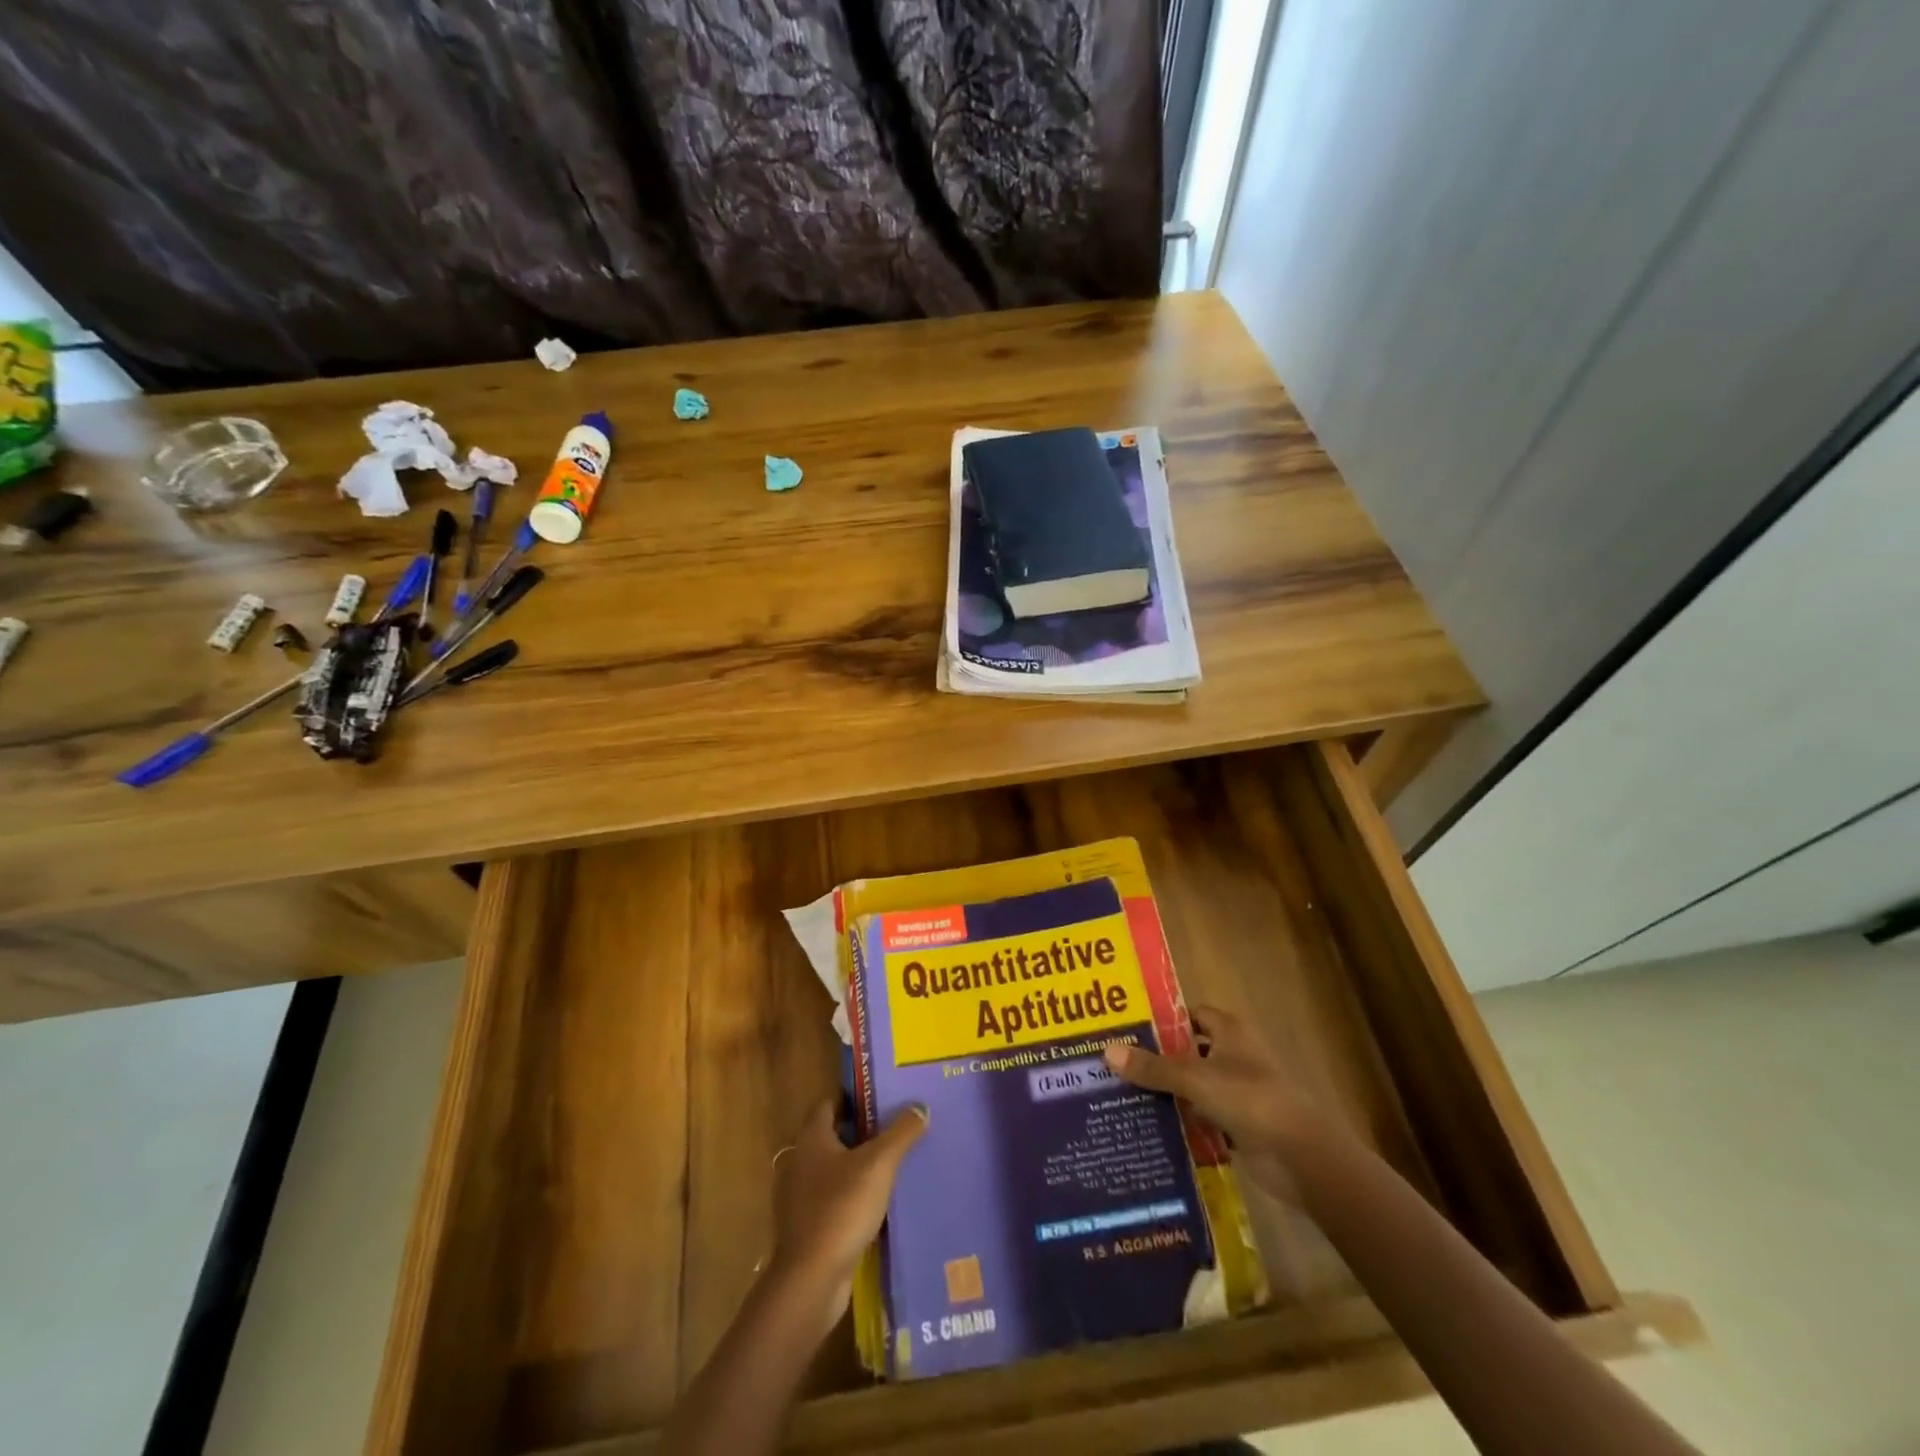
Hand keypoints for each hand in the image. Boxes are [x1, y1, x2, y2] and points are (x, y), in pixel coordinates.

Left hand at [767, 1098, 927, 1332]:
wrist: (811, 1280)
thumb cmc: (841, 1208)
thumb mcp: (879, 1164)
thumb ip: (901, 1133)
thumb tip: (920, 1106)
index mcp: (812, 1138)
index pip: (829, 1103)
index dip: (853, 1096)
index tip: (881, 1094)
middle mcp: (801, 1162)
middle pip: (834, 1135)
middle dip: (862, 1130)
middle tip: (896, 1125)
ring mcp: (802, 1197)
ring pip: (835, 1169)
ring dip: (860, 1165)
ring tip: (895, 1162)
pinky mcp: (810, 1227)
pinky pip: (836, 1199)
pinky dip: (855, 1195)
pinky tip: (881, 1202)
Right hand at [1103, 1004, 1329, 1199]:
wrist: (1301, 1157)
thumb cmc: (1250, 1099)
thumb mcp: (1195, 1079)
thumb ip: (1152, 1067)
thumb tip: (1106, 1051)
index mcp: (1228, 1031)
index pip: (1190, 1014)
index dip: (1162, 1019)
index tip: (1126, 1027)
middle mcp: (1233, 1055)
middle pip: (1187, 1050)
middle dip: (1156, 1058)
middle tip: (1113, 1063)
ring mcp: (1237, 1092)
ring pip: (1192, 1086)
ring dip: (1166, 1092)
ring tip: (1120, 1094)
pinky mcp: (1238, 1125)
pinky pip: (1201, 1117)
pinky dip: (1181, 1122)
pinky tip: (1148, 1128)